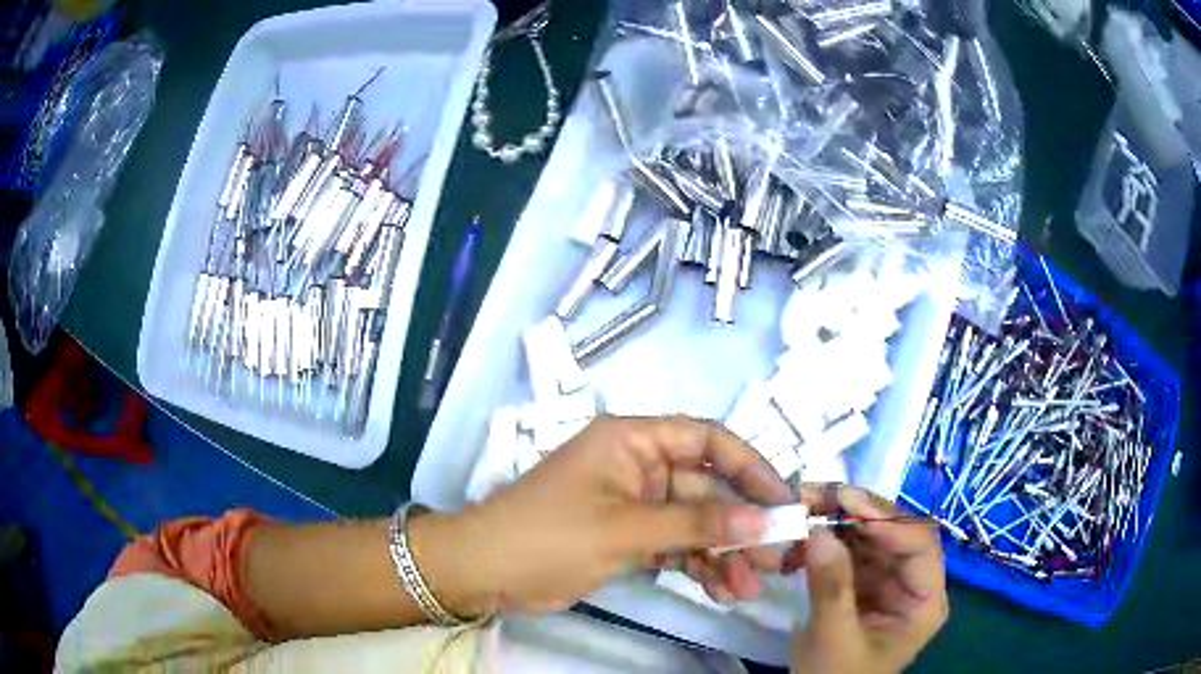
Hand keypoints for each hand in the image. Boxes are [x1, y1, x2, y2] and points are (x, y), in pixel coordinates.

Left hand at [412, 415, 794, 616]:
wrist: (484, 572)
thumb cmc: (548, 536)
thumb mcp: (624, 529)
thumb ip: (695, 526)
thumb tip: (764, 522)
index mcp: (633, 441)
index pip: (707, 441)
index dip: (750, 468)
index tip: (782, 501)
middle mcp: (639, 467)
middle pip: (706, 491)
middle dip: (740, 527)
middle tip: (775, 559)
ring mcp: (634, 506)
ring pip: (694, 525)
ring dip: (723, 555)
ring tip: (749, 588)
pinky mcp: (628, 538)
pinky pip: (675, 547)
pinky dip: (698, 567)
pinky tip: (721, 590)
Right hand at [787, 485, 947, 673]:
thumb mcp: (833, 640)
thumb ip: (831, 589)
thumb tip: (819, 532)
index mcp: (924, 600)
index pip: (920, 545)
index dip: (889, 521)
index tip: (848, 503)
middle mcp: (911, 581)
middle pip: (893, 532)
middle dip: (856, 511)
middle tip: (815, 494)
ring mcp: (885, 580)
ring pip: (868, 535)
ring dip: (836, 518)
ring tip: (802, 505)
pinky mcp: (860, 582)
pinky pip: (846, 549)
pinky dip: (823, 539)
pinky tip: (799, 536)